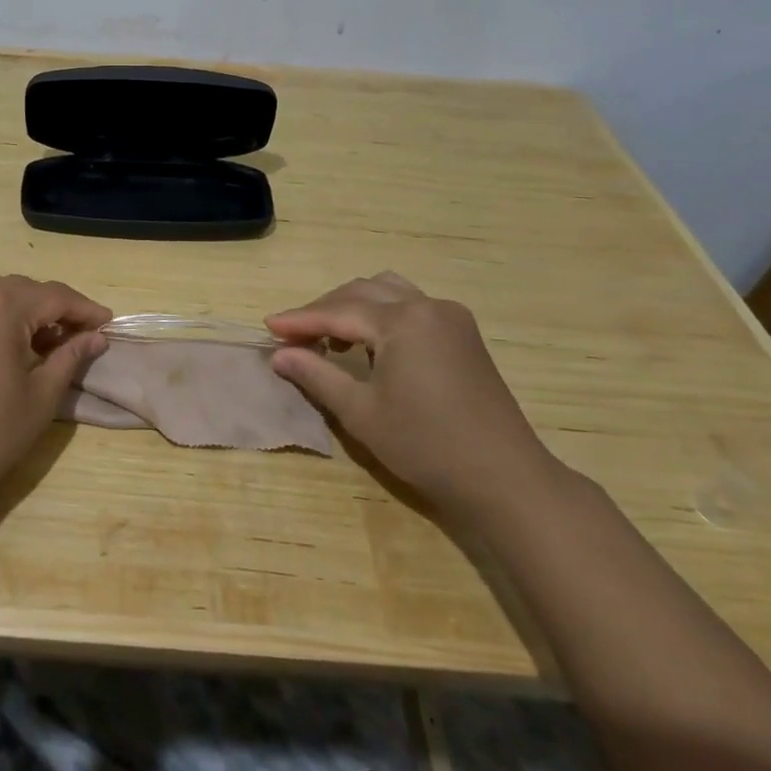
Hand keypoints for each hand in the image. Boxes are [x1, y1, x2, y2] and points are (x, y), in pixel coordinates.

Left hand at [0, 275, 110, 522]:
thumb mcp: (41, 396)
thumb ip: (71, 357)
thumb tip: (96, 337)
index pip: (54, 295)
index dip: (85, 309)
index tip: (108, 324)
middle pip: (24, 290)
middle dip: (56, 309)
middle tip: (82, 335)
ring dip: (27, 312)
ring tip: (51, 343)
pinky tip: (14, 347)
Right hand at [265, 273, 560, 521]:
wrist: (503, 478)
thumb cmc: (425, 446)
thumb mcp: (360, 412)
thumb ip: (317, 375)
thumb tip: (279, 354)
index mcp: (403, 321)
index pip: (338, 311)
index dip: (299, 319)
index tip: (267, 326)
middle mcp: (428, 306)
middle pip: (362, 292)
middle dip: (324, 309)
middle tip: (293, 335)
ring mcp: (450, 317)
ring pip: (388, 292)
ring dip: (353, 306)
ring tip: (331, 337)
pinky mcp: (463, 334)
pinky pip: (411, 306)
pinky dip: (382, 314)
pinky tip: (370, 345)